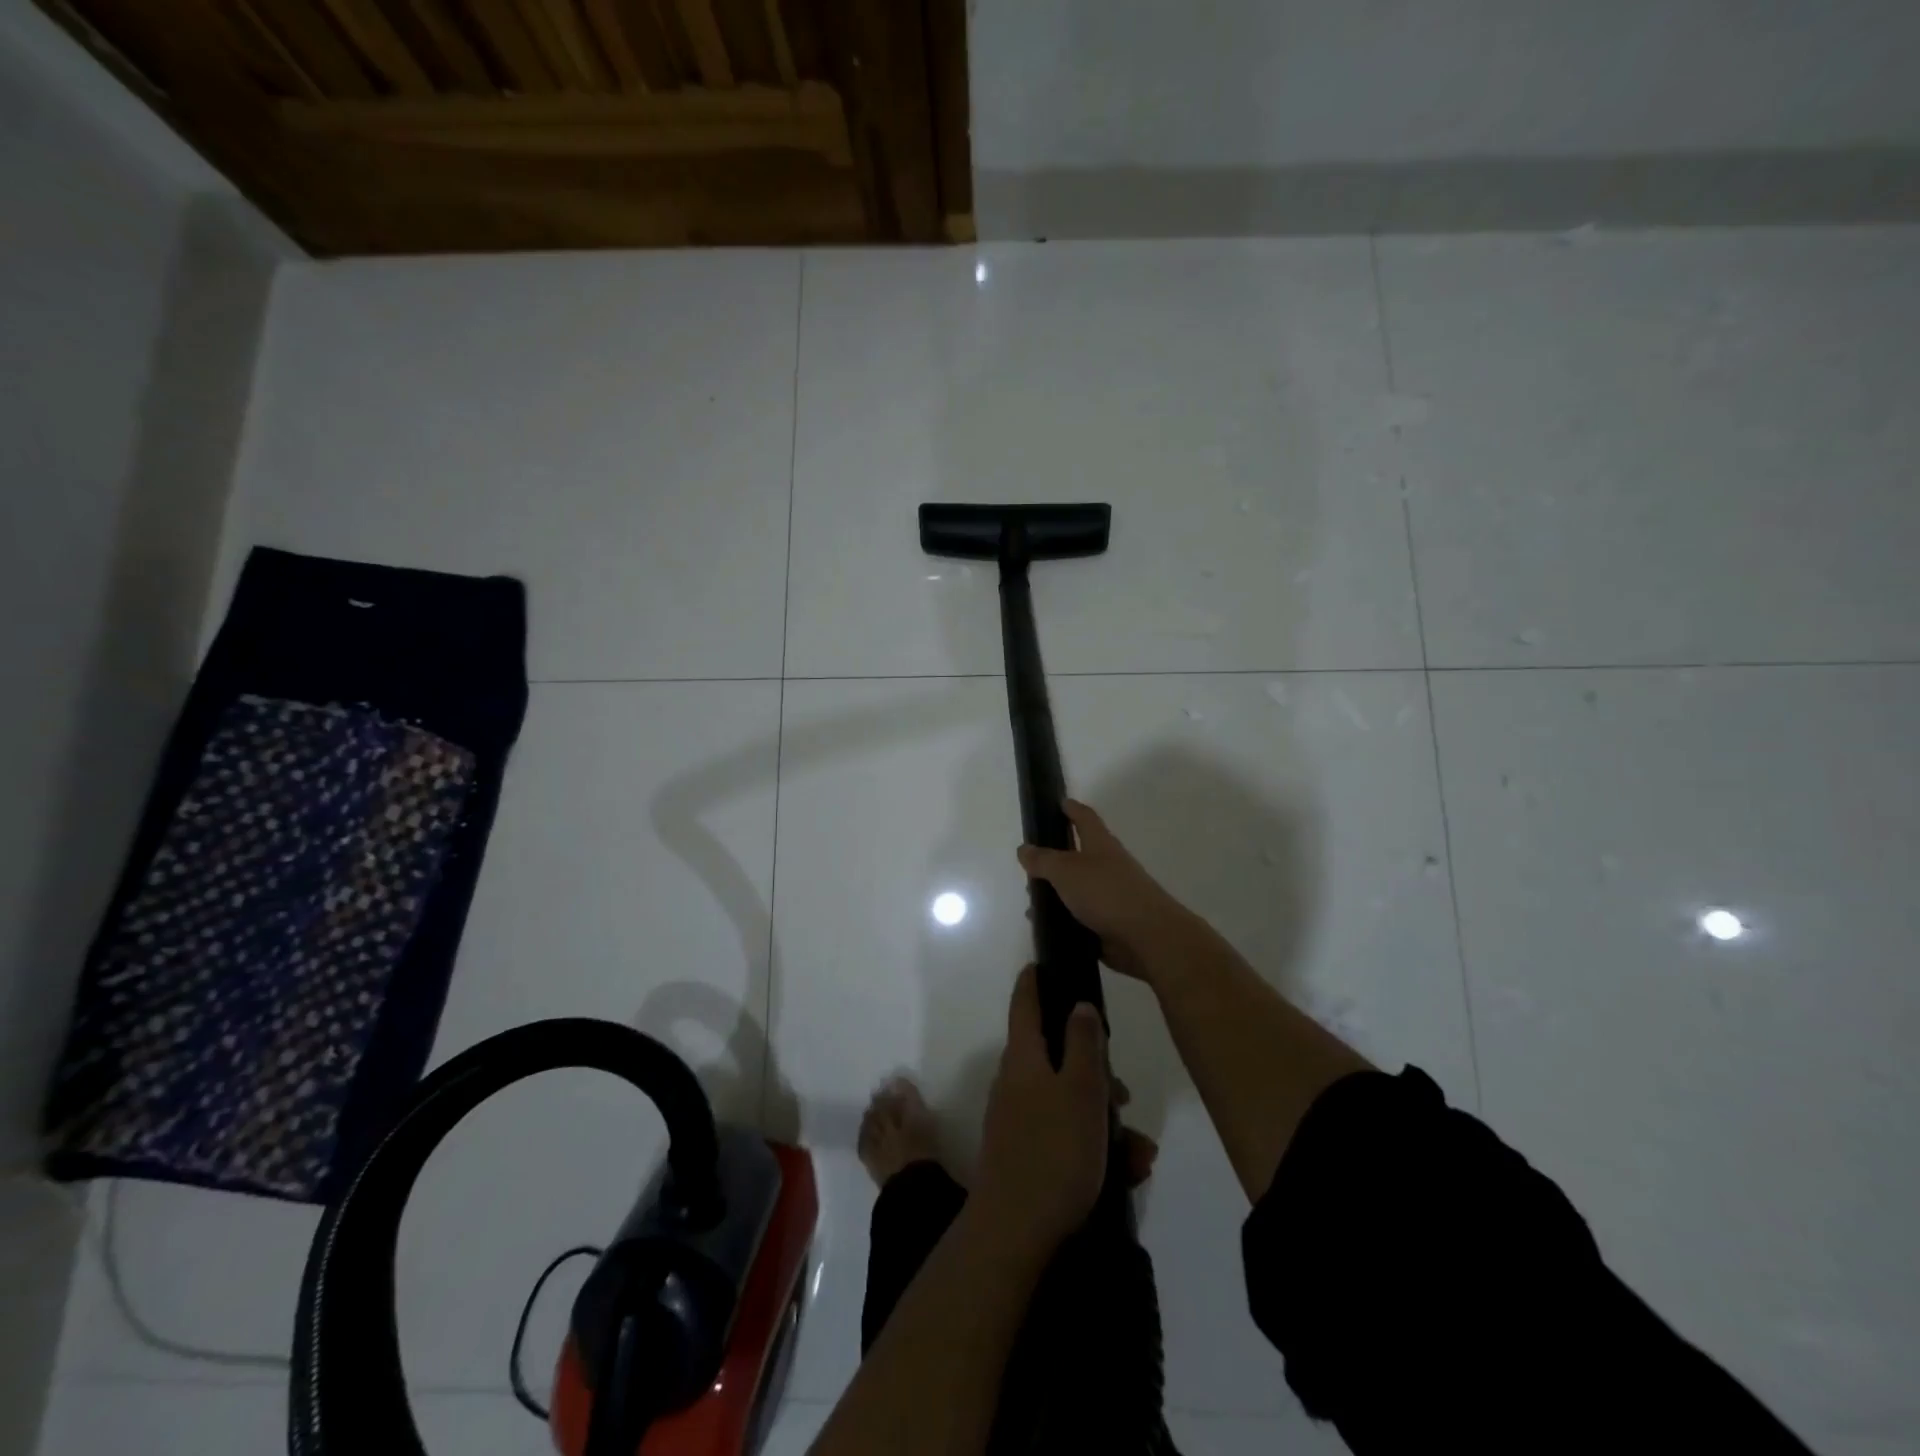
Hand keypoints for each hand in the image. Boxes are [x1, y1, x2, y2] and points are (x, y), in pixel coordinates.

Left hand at [972, 965, 1110, 1256]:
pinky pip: (1063, 1134)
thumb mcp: (1081, 1090)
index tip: (1045, 964)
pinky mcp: (1025, 1153)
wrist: (1015, 1232)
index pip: (1024, 1002)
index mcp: (1023, 1057)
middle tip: (1124, 1091)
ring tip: (1138, 1149)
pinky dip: (1092, 1144)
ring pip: (1065, 1100)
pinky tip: (1126, 1171)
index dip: (1034, 980)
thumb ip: (1083, 1044)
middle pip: (1054, 1055)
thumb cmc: (1054, 1151)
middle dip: (1093, 1068)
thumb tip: (1078, 1004)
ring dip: (1102, 1116)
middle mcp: (1014, 1082)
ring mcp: (1016, 1119)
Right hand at [1017, 800, 1196, 982]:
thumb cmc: (1105, 892)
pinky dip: (1063, 919)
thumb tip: (1024, 849)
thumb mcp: (1066, 870)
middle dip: (1055, 860)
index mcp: (1100, 844)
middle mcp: (1108, 866)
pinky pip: (1080, 917)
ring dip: (1056, 894)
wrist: (1147, 937)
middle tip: (1030, 867)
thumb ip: (1043, 860)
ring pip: (1077, 889)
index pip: (1085, 818)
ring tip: (1032, 904)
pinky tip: (1046, 927)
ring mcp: (1111, 896)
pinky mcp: (1111, 923)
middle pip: (1079, 856)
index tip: (1059, 802)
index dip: (1071, 809)